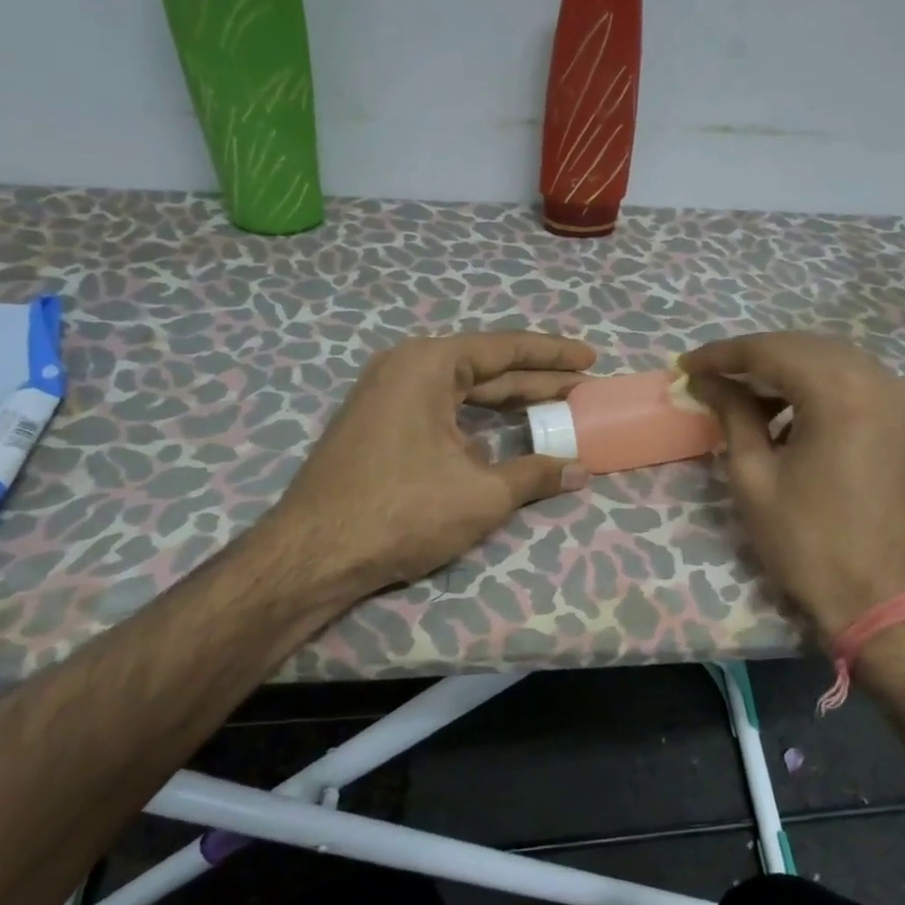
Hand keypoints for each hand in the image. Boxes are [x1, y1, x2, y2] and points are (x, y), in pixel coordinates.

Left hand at [263, 332, 594, 607]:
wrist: (312, 556)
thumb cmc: (401, 511)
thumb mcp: (481, 494)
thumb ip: (535, 474)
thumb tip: (581, 470)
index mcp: (429, 364)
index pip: (506, 349)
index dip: (553, 355)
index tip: (591, 359)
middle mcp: (406, 368)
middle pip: (486, 368)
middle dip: (537, 379)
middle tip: (583, 387)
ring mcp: (387, 396)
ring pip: (463, 392)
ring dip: (509, 402)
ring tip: (556, 407)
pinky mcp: (379, 426)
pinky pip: (442, 411)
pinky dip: (478, 421)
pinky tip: (506, 436)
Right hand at [682, 332, 904, 638]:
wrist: (886, 602)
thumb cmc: (809, 544)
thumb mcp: (755, 477)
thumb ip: (732, 415)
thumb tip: (705, 382)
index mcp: (841, 391)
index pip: (770, 351)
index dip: (722, 355)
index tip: (685, 366)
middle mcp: (879, 379)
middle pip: (804, 347)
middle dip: (753, 358)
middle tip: (711, 378)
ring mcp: (902, 399)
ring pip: (832, 362)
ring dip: (787, 372)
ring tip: (746, 399)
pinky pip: (857, 384)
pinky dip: (819, 388)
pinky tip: (791, 416)